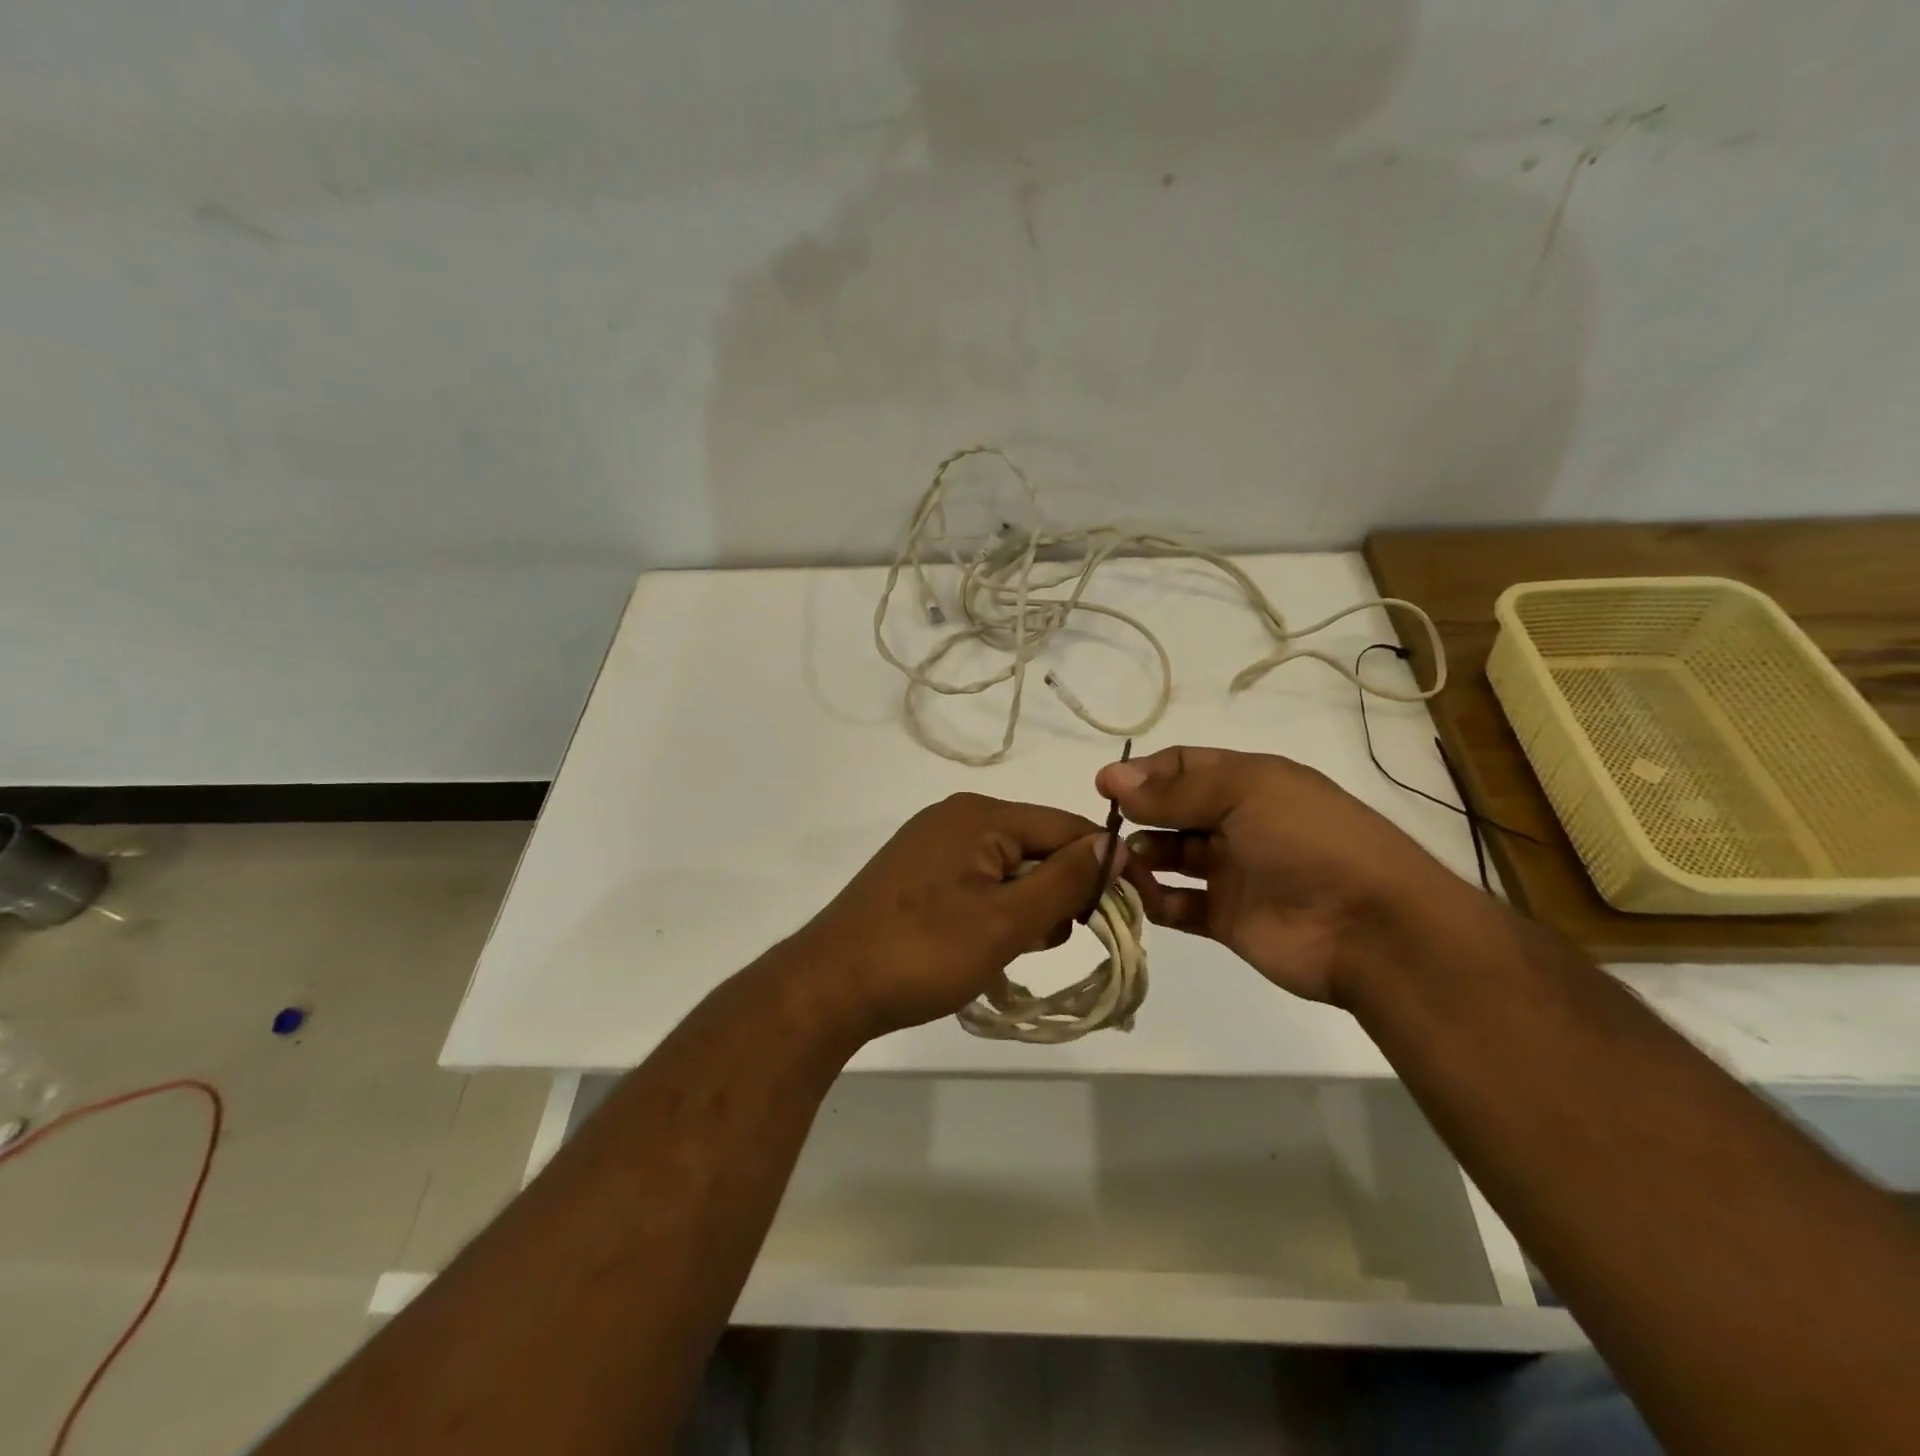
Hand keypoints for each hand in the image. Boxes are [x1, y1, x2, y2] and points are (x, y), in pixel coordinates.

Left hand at [788, 793, 1118, 1038]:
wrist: (829, 987)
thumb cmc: (924, 953)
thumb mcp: (1007, 920)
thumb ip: (1065, 880)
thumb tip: (1113, 845)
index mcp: (980, 816)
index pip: (1066, 828)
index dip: (1102, 867)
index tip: (1128, 912)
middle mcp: (956, 818)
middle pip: (1037, 846)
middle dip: (1057, 894)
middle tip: (1043, 941)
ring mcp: (931, 845)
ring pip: (1008, 869)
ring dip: (1024, 909)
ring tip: (1005, 951)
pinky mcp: (917, 873)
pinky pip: (978, 882)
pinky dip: (993, 911)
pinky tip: (980, 947)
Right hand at [1097, 745, 1466, 1004]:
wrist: (1371, 928)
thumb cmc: (1308, 841)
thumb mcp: (1244, 794)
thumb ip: (1175, 792)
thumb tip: (1111, 779)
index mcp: (1248, 783)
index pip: (1183, 766)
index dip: (1143, 773)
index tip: (1104, 786)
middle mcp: (1237, 823)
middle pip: (1172, 811)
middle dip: (1138, 815)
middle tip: (1107, 830)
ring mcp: (1233, 872)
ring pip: (1171, 858)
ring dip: (1142, 857)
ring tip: (1123, 863)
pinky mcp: (1227, 918)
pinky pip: (1179, 905)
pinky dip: (1157, 900)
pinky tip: (1146, 897)